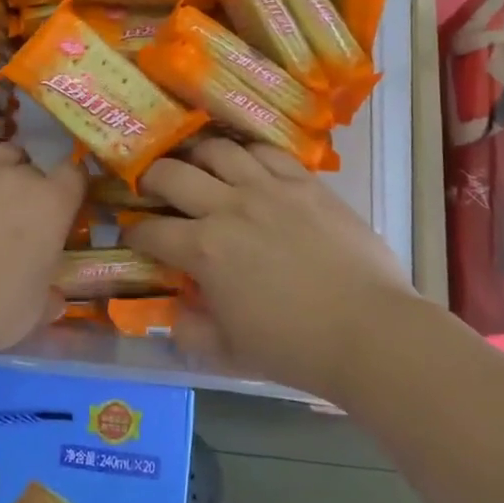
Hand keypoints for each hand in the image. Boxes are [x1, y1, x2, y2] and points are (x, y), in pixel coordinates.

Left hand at [0, 85, 84, 356]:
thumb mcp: (34, 312)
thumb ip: (49, 298)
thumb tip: (57, 298)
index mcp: (53, 204)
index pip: (74, 179)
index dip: (72, 189)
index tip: (68, 203)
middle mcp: (20, 176)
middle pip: (34, 168)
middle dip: (32, 188)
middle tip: (20, 221)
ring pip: (0, 153)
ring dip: (3, 167)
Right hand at [128, 138, 416, 397]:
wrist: (369, 330)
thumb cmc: (295, 347)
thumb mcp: (230, 352)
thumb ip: (191, 332)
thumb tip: (175, 315)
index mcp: (204, 250)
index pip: (151, 231)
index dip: (135, 232)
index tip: (134, 236)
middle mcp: (228, 207)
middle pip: (171, 173)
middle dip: (151, 179)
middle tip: (152, 188)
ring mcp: (268, 188)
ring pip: (217, 150)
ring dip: (196, 155)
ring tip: (197, 166)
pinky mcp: (304, 182)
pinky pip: (266, 150)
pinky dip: (247, 152)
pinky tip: (246, 162)